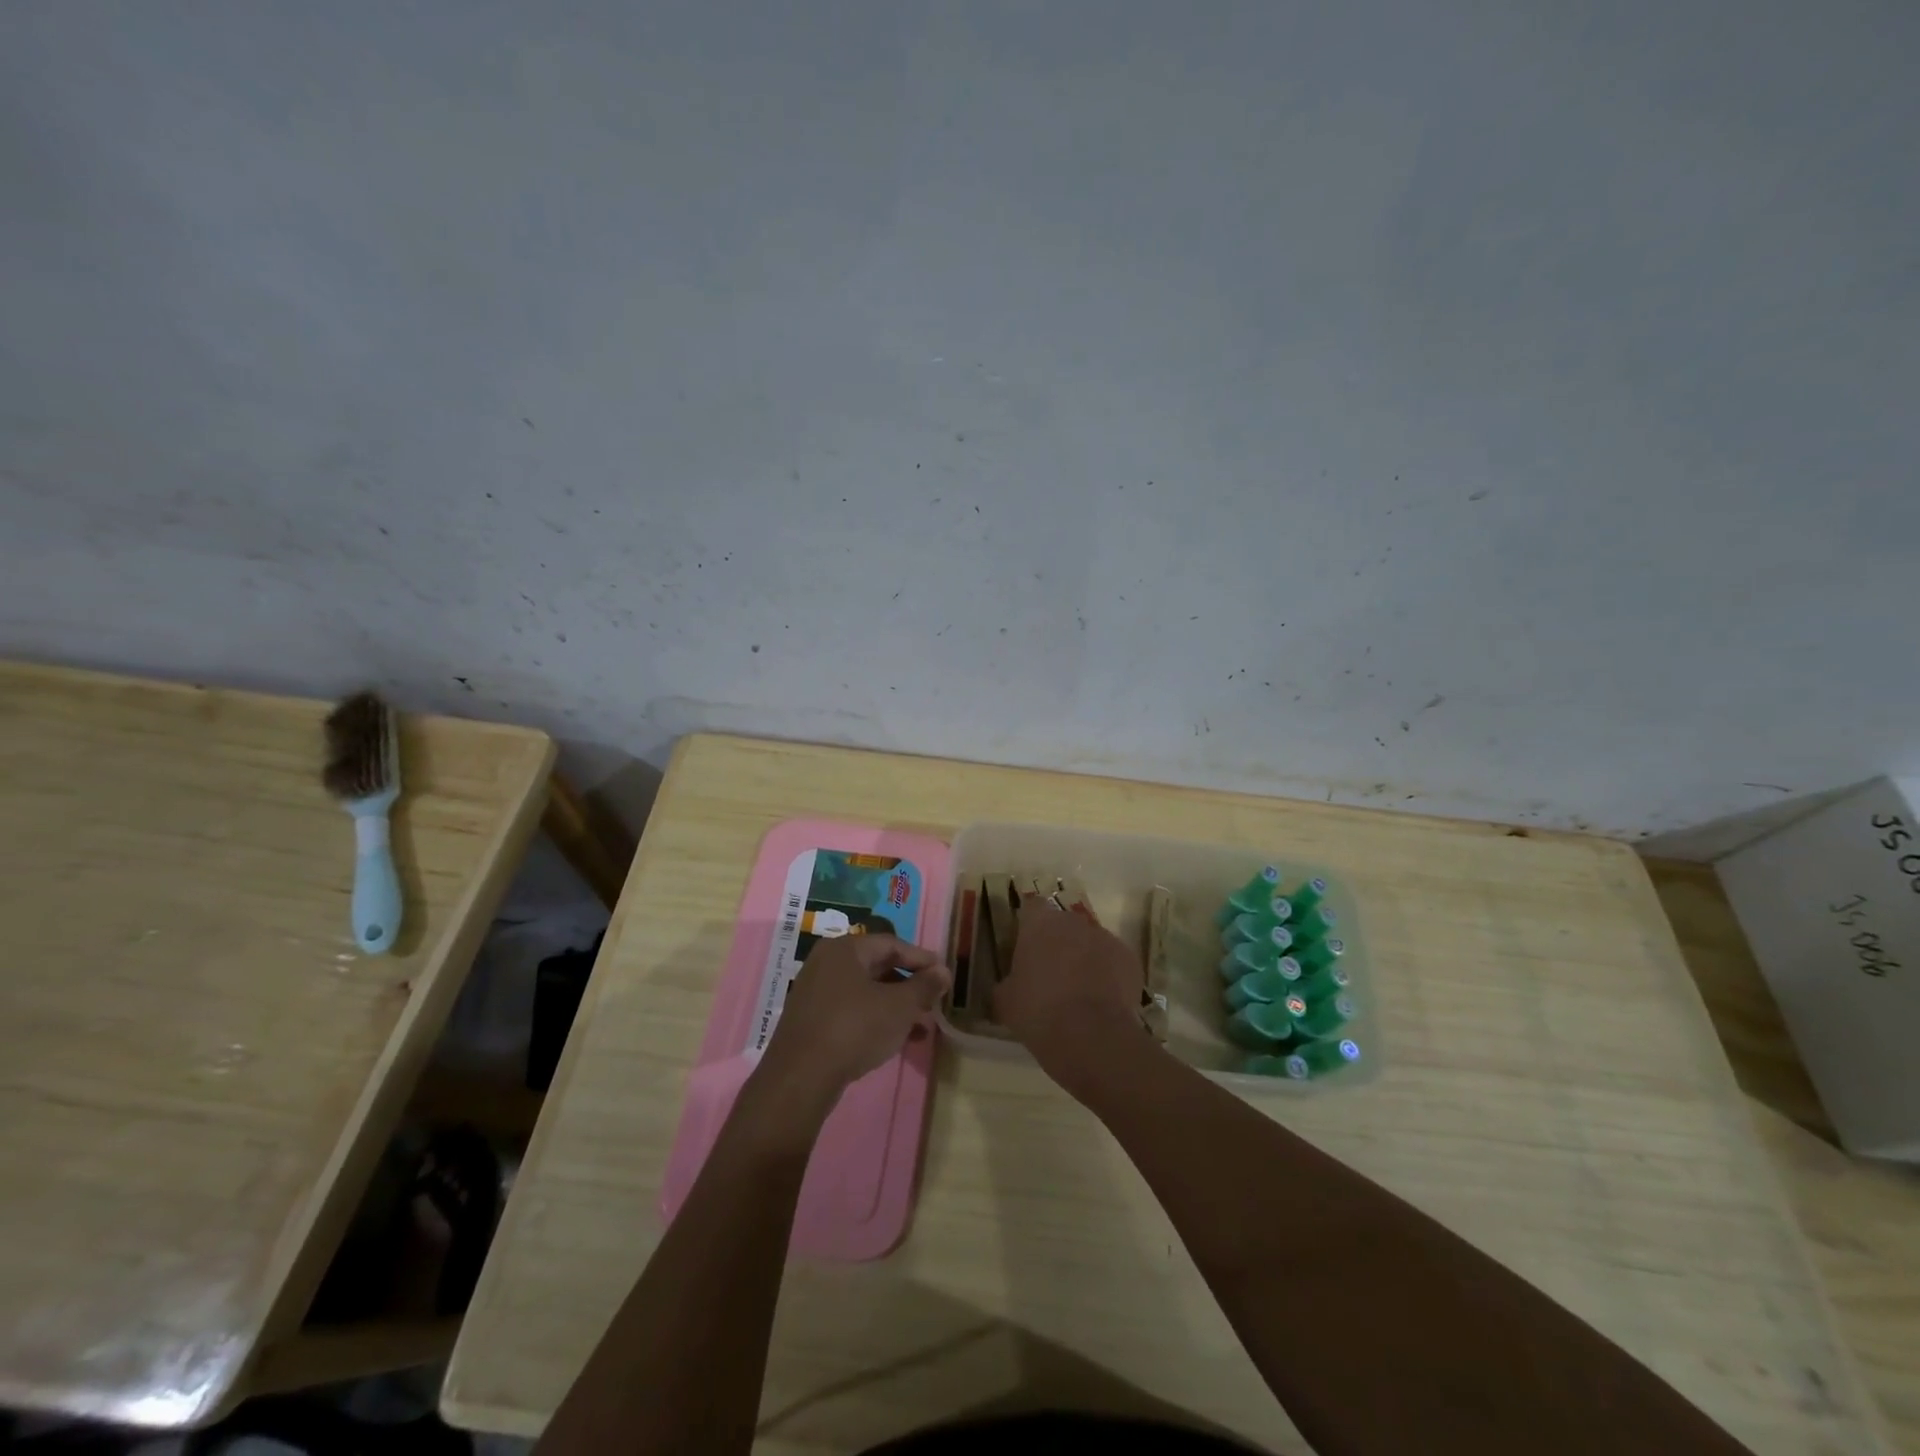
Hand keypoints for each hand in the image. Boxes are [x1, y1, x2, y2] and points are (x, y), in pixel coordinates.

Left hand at [758, 933, 950, 1106]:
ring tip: (921, 1027)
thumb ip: (924, 986)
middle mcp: (827, 962)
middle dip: (909, 986)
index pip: (892, 944)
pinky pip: (850, 1010)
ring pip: (865, 992)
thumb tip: (943, 971)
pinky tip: (895, 1041)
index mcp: (845, 949)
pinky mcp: (810, 1020)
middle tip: (933, 1002)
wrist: (800, 1078)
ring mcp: (815, 992)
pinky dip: (874, 1019)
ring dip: (895, 1006)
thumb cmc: (854, 1029)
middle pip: (878, 967)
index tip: (943, 975)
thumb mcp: (899, 1007)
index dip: (921, 959)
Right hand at [993, 903, 1145, 1080]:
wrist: (1090, 1035)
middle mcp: (1073, 921)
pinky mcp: (1129, 959)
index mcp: (1040, 923)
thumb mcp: (1005, 1000)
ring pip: (1090, 942)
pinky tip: (1101, 1002)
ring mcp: (1105, 938)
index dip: (1028, 925)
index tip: (1025, 946)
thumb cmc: (1037, 1011)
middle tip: (1049, 974)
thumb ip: (1007, 983)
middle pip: (1063, 925)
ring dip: (1084, 958)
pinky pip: (1113, 962)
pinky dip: (1108, 975)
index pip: (1031, 907)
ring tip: (1078, 993)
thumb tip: (1010, 985)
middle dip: (1058, 943)